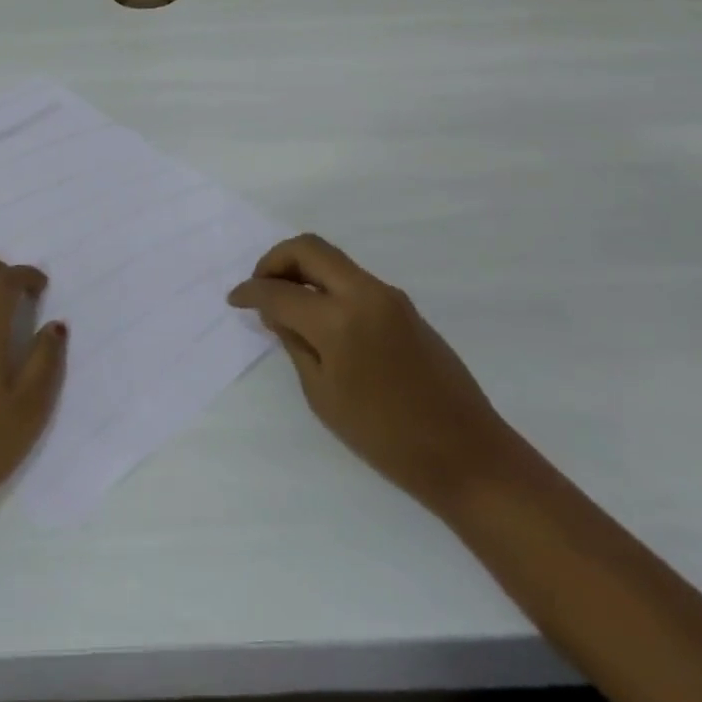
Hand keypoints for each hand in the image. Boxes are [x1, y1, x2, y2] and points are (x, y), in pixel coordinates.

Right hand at [229, 234, 517, 513]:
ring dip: (302, 269)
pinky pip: (352, 278)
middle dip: (275, 260)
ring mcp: (388, 295)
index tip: (234, 299)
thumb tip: (277, 311)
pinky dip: (325, 283)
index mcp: (339, 320)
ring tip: (284, 300)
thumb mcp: (323, 396)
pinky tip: (317, 313)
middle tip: (259, 285)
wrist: (467, 453)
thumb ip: (295, 343)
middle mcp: (364, 293)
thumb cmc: (386, 438)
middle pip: (309, 248)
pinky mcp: (403, 305)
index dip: (250, 292)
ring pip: (332, 259)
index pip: (280, 291)